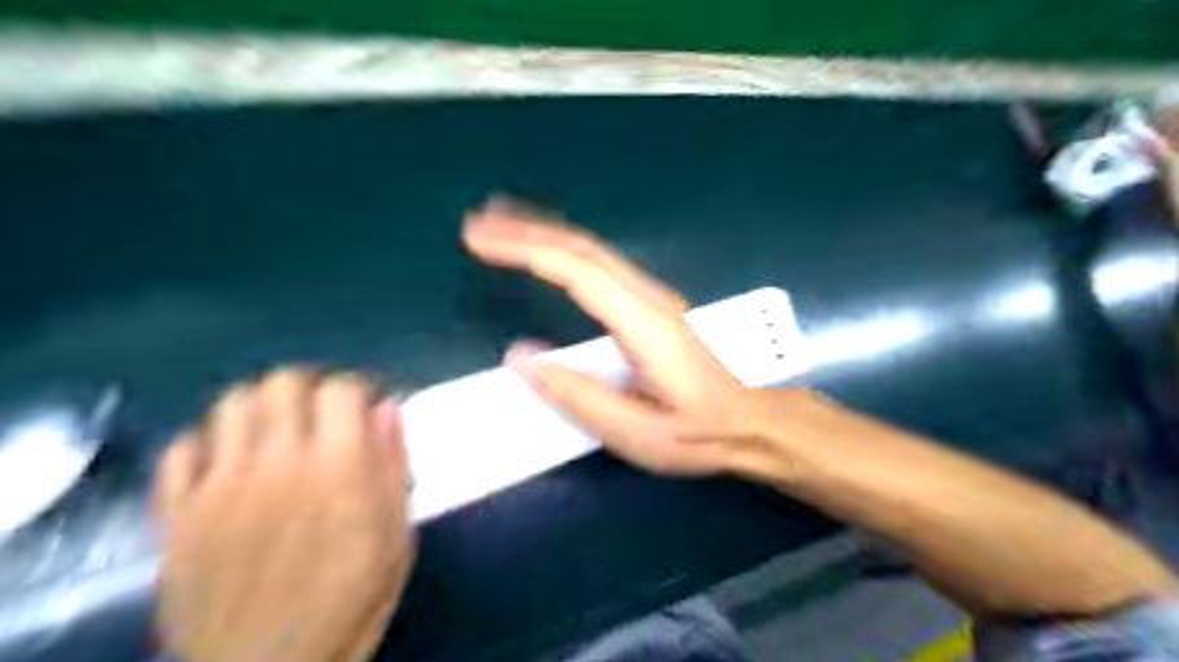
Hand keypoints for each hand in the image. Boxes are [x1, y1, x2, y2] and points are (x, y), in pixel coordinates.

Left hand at [152, 370, 413, 661]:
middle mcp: (277, 462)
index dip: (359, 389)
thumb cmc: (351, 600)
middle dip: (310, 387)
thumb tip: (388, 409)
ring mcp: (220, 486)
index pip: (341, 388)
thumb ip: (393, 464)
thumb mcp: (396, 534)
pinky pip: (182, 449)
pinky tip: (229, 462)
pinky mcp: (178, 514)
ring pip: (231, 404)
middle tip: (324, 413)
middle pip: (283, 382)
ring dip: (262, 406)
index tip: (368, 407)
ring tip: (278, 431)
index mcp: (339, 467)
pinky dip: (209, 442)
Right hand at [460, 200, 773, 479]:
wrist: (748, 423)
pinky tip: (549, 252)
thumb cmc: (695, 433)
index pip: (576, 271)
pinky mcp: (652, 305)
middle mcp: (649, 298)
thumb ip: (576, 394)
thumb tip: (519, 355)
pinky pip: (602, 265)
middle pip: (583, 248)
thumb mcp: (633, 431)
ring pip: (593, 250)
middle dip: (526, 229)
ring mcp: (654, 297)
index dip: (525, 250)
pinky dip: (566, 249)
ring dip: (545, 232)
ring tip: (502, 224)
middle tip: (477, 223)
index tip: (479, 239)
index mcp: (643, 324)